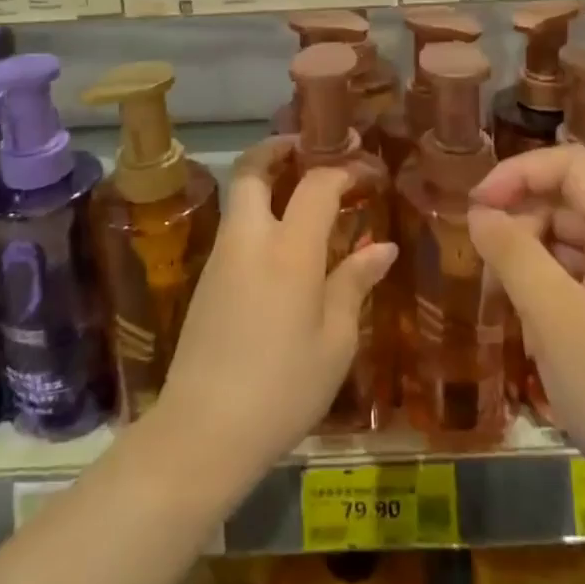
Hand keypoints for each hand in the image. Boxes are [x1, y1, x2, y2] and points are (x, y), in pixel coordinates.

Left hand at [152, 140, 397, 485]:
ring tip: (303, 195)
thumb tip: (383, 247)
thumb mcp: (334, 342)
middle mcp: (250, 239)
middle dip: (278, 150)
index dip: (344, 171)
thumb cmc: (282, 388)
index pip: (317, 184)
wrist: (201, 433)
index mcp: (289, 249)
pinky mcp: (206, 280)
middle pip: (252, 169)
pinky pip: (236, 228)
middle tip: (309, 152)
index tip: (367, 176)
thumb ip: (354, 284)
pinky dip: (258, 215)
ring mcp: (221, 257)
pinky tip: (282, 246)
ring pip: (240, 197)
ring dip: (266, 181)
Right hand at [467, 144, 584, 506]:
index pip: (571, 165)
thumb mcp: (555, 320)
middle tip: (484, 260)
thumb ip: (512, 253)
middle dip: (521, 218)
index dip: (518, 173)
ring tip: (506, 295)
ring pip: (571, 237)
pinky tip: (533, 318)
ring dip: (531, 253)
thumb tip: (478, 210)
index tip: (476, 206)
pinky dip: (550, 282)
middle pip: (570, 199)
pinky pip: (582, 271)